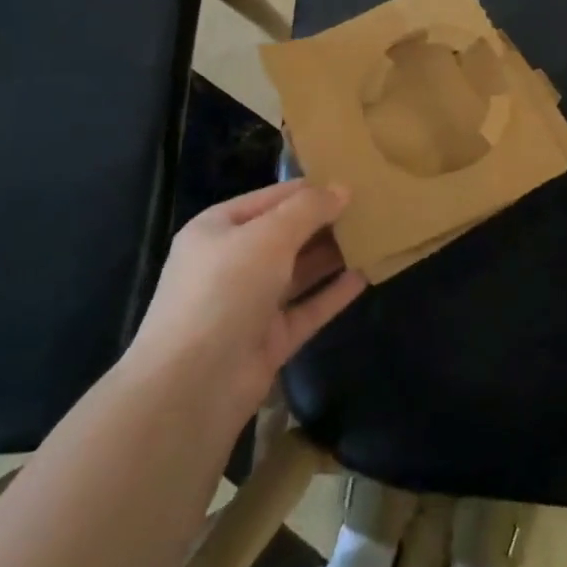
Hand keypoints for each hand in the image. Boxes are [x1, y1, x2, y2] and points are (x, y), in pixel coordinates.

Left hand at [130, 181, 365, 425]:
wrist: (192, 386)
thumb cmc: (225, 290)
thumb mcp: (268, 236)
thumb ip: (308, 210)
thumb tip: (342, 188)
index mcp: (218, 229)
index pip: (271, 198)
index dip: (309, 189)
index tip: (353, 181)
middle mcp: (231, 263)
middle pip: (285, 235)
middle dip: (324, 222)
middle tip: (372, 208)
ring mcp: (250, 304)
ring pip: (298, 272)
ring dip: (332, 256)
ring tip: (374, 236)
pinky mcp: (268, 340)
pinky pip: (306, 309)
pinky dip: (333, 294)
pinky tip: (365, 276)